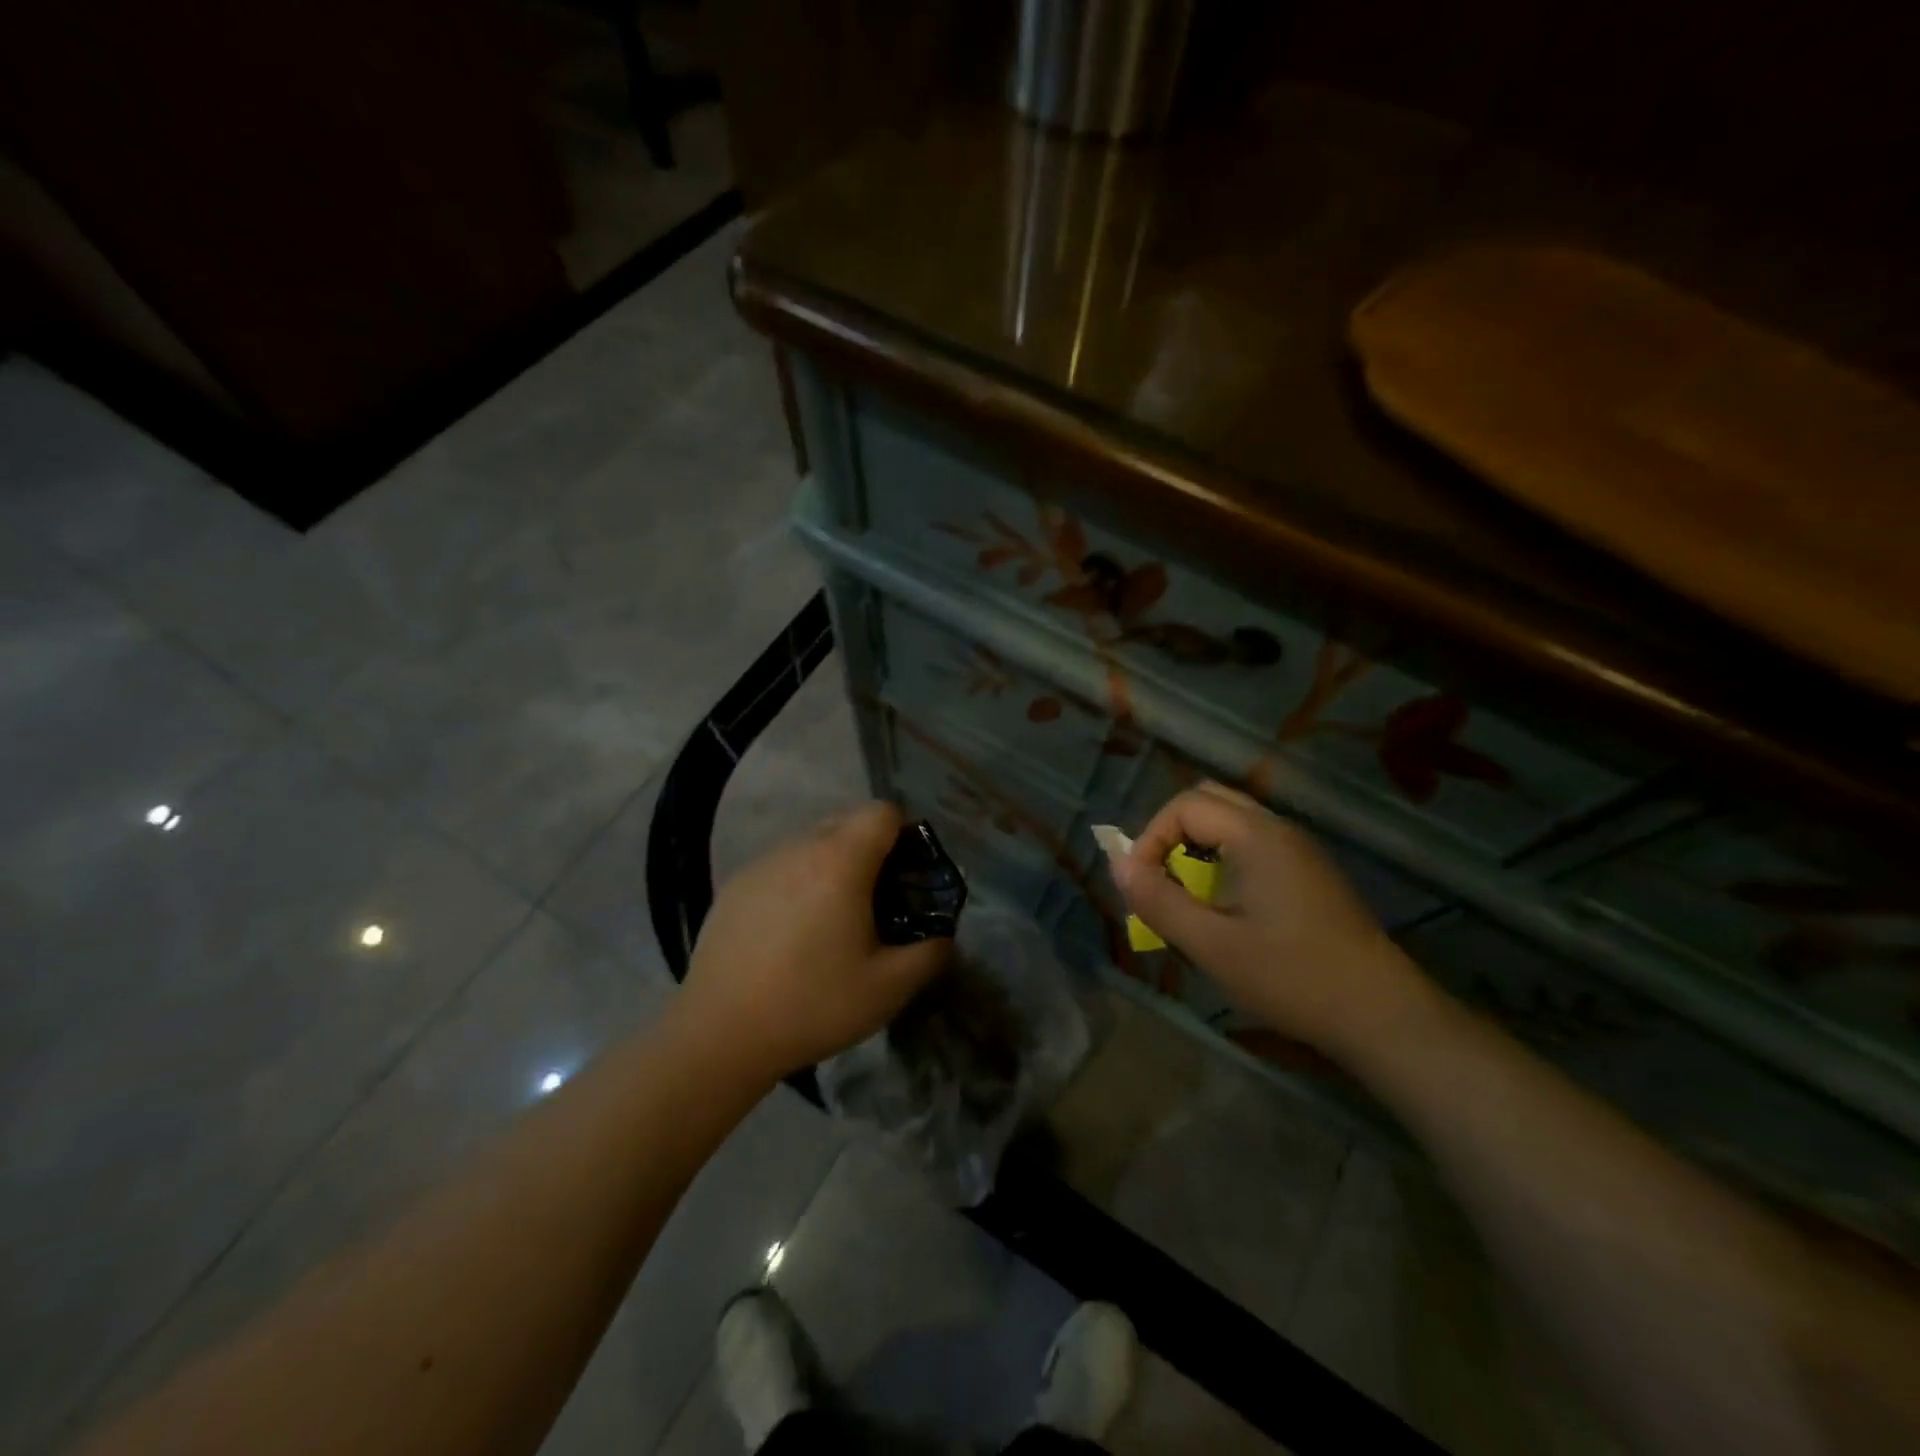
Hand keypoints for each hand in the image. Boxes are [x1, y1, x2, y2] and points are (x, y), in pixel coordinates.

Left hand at [679, 801, 951, 1081]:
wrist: (719, 1034)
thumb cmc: (812, 1004)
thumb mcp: (889, 989)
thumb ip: (930, 954)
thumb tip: (942, 937)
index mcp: (840, 861)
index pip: (882, 811)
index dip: (904, 833)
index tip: (908, 874)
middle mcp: (799, 848)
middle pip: (846, 821)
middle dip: (870, 849)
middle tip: (876, 900)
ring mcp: (761, 864)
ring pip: (810, 844)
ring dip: (831, 866)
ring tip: (830, 921)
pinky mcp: (733, 886)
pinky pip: (780, 867)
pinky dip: (796, 883)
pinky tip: (789, 934)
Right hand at [1111, 782, 1427, 1057]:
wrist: (1382, 1014)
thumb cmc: (1291, 976)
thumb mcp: (1212, 945)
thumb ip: (1158, 901)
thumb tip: (1118, 866)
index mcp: (1256, 835)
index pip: (1185, 805)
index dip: (1150, 838)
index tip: (1141, 885)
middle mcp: (1279, 829)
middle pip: (1209, 801)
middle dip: (1171, 834)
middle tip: (1159, 879)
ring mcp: (1300, 850)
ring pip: (1232, 822)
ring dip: (1197, 847)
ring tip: (1186, 895)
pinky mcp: (1310, 873)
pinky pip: (1253, 845)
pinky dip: (1223, 859)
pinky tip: (1226, 907)